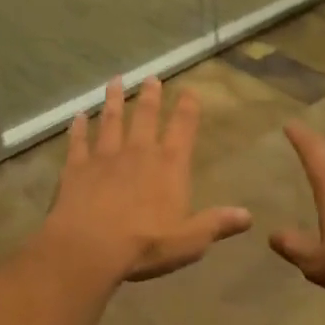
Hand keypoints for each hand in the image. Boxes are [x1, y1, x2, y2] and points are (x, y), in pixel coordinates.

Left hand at [40, 77, 252, 282]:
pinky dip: (78, 128)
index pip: (183, 129)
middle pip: (146, 116)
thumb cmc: (144, 245)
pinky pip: (78, 142)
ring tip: (115, 81)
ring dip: (114, 100)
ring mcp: (105, 156)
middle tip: (151, 76)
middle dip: (151, 96)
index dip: (188, 108)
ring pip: (111, 120)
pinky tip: (77, 117)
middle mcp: (138, 152)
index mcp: (169, 165)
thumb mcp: (189, 241)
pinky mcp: (77, 168)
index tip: (189, 90)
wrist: (88, 248)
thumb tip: (248, 216)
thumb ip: (216, 224)